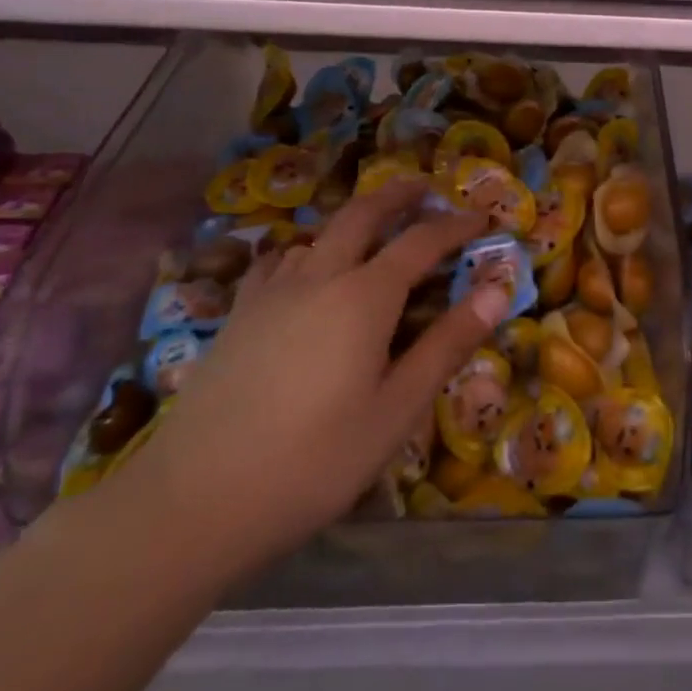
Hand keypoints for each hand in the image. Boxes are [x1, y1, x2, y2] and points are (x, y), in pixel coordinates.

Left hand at [118, 180, 509, 580]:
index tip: (483, 218)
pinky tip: (305, 268)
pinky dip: (306, 248)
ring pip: (319, 233)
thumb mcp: (396, 410)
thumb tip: (498, 290)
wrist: (193, 502)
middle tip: (426, 188)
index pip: (421, 241)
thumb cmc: (313, 461)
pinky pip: (279, 261)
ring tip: (374, 229)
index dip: (456, 225)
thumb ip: (447, 344)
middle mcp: (318, 277)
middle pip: (362, 214)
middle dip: (398, 195)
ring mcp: (271, 293)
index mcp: (364, 296)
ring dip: (353, 219)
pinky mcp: (238, 315)